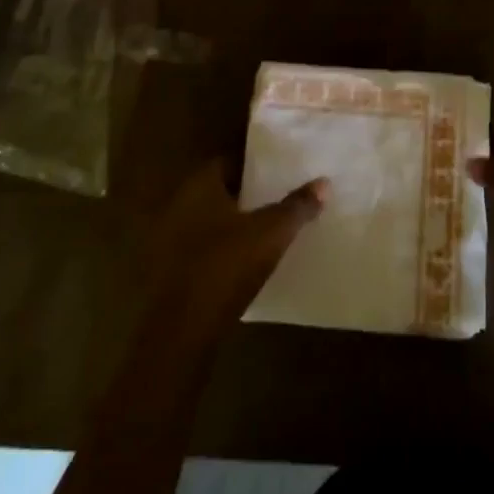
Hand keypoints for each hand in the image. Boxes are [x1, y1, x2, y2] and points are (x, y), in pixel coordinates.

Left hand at [145, 162, 327, 342]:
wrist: (182, 332)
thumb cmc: (226, 266)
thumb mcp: (271, 233)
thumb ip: (297, 206)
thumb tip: (323, 182)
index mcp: (199, 186)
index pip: (228, 161)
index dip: (254, 165)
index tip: (279, 171)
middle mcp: (179, 205)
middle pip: (218, 191)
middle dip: (246, 195)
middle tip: (279, 197)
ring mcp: (169, 240)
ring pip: (209, 221)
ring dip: (233, 224)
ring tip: (267, 229)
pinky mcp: (169, 272)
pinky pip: (201, 249)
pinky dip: (221, 249)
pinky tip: (244, 261)